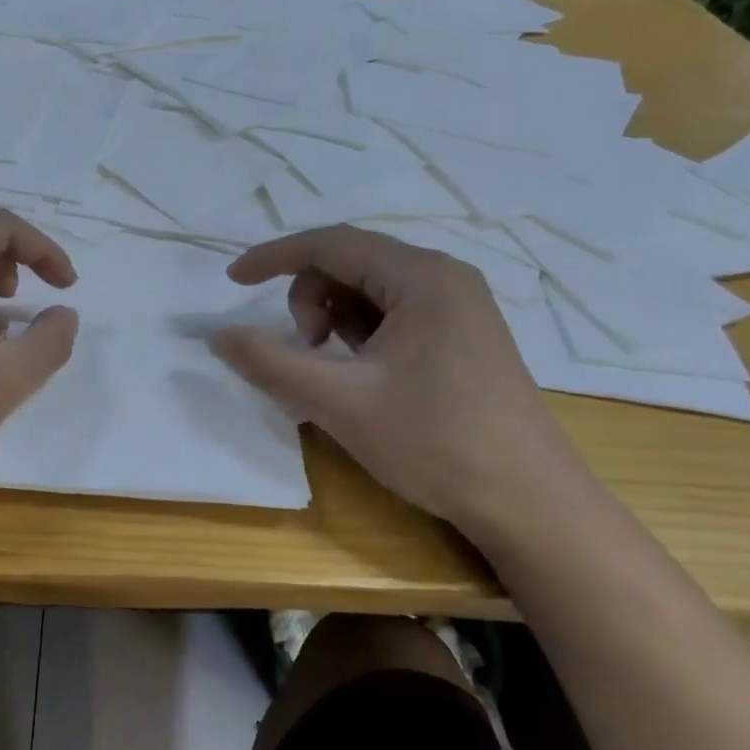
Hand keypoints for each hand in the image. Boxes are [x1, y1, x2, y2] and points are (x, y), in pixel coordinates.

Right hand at [208, 225, 585, 536]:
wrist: (533, 506)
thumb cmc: (435, 443)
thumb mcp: (339, 403)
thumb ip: (269, 362)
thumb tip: (216, 335)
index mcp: (422, 276)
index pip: (330, 243)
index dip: (273, 256)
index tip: (232, 281)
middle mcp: (445, 278)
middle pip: (351, 262)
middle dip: (310, 298)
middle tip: (306, 351)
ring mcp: (459, 308)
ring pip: (371, 291)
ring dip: (334, 318)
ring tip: (334, 371)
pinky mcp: (463, 337)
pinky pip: (394, 315)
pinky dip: (361, 335)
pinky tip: (362, 376)